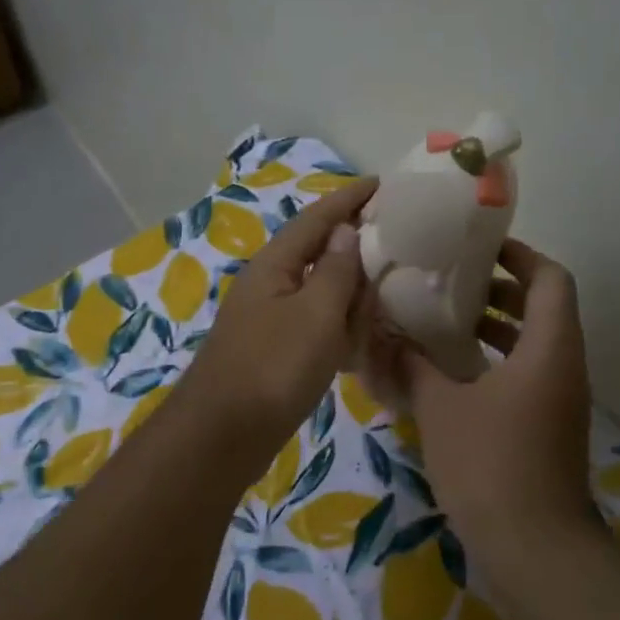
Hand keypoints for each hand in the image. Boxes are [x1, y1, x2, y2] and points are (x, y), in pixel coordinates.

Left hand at [184, 177, 378, 448]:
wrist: (224, 435)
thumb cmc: (273, 368)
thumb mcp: (315, 315)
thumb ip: (334, 271)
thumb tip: (344, 231)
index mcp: (274, 266)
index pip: (316, 219)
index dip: (348, 199)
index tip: (381, 183)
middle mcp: (268, 286)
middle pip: (315, 252)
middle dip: (351, 242)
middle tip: (394, 236)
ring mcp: (269, 321)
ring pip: (317, 291)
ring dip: (348, 286)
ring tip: (386, 282)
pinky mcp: (274, 352)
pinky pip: (314, 324)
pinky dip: (338, 323)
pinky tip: (359, 334)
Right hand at [399, 239, 595, 549]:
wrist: (534, 547)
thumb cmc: (489, 464)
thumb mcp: (440, 409)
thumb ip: (413, 366)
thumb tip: (385, 337)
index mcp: (549, 348)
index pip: (550, 279)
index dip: (520, 255)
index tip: (479, 249)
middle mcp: (564, 367)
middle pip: (544, 308)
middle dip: (500, 290)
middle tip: (451, 283)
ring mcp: (560, 400)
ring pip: (534, 344)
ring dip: (496, 328)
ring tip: (445, 322)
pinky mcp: (549, 427)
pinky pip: (527, 375)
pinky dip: (495, 362)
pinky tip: (452, 374)